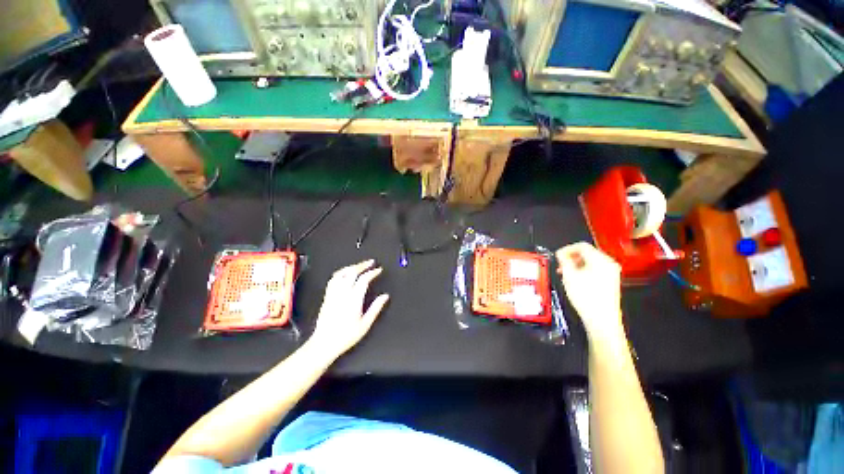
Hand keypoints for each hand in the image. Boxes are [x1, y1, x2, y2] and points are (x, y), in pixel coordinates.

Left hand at [307, 259, 389, 359]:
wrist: (324, 343)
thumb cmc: (345, 336)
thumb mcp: (365, 324)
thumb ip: (376, 308)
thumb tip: (385, 296)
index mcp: (353, 299)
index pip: (364, 279)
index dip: (372, 272)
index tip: (379, 270)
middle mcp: (342, 294)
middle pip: (352, 272)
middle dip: (363, 265)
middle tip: (371, 262)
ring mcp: (333, 294)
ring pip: (341, 273)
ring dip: (351, 267)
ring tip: (359, 265)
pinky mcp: (327, 296)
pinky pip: (333, 279)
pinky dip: (341, 272)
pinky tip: (345, 273)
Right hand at [555, 242, 623, 342]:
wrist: (601, 319)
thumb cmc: (585, 296)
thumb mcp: (569, 275)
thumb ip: (564, 260)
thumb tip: (561, 254)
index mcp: (600, 259)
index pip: (581, 246)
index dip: (566, 249)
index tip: (557, 256)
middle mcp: (609, 263)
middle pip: (587, 253)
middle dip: (571, 257)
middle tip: (560, 265)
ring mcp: (612, 272)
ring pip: (591, 261)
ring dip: (576, 264)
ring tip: (566, 273)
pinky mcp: (611, 281)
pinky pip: (596, 269)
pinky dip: (584, 270)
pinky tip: (576, 279)